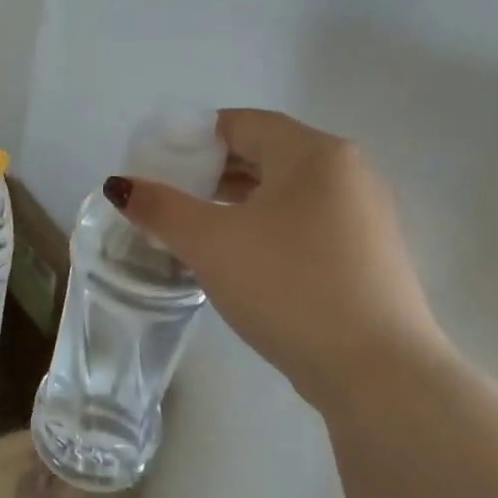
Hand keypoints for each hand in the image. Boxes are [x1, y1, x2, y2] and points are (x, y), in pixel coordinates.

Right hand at [108, 109, 452, 410]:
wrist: (377, 373)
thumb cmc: (289, 287)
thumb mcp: (210, 243)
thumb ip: (160, 208)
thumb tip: (119, 185)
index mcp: (315, 155)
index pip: (242, 124)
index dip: (192, 136)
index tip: (155, 160)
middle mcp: (346, 174)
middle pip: (263, 154)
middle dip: (209, 171)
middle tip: (164, 193)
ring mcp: (361, 218)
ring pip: (282, 192)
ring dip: (232, 201)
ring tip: (188, 225)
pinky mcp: (364, 257)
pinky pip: (300, 223)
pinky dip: (260, 227)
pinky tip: (233, 256)